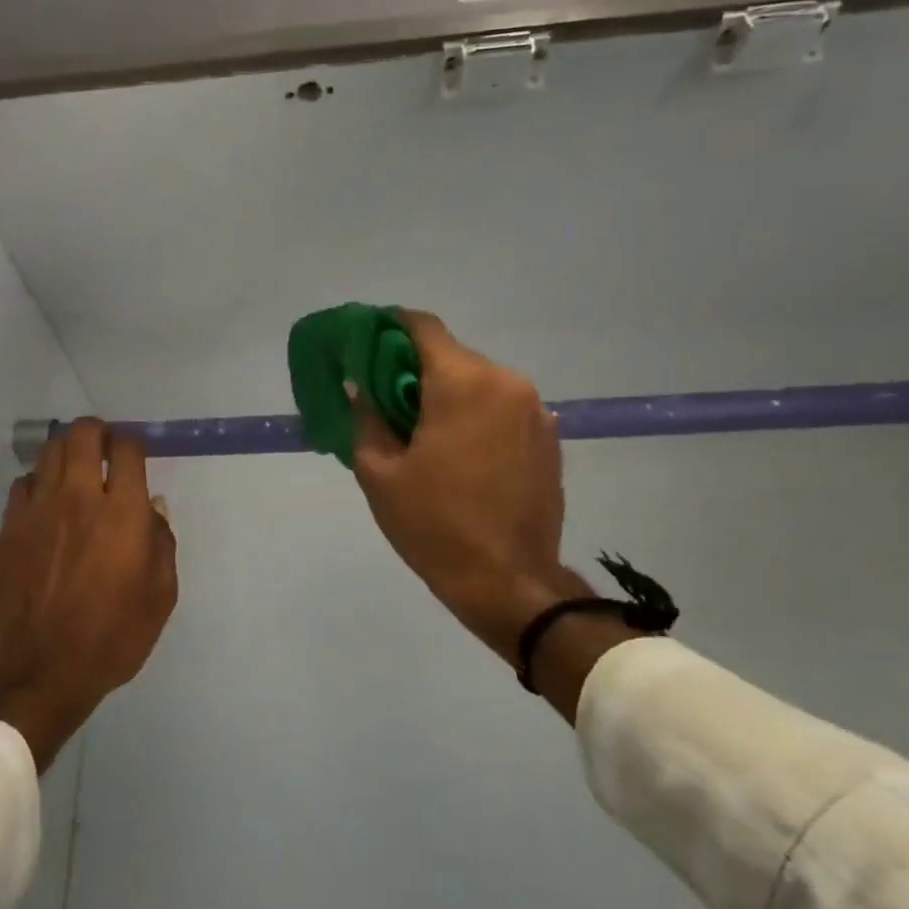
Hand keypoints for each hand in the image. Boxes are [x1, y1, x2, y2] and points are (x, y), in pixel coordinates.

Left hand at [0, 419, 177, 770]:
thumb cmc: (110, 639)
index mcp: (122, 513)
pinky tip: (48, 502)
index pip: (127, 449)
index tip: (135, 454)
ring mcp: (38, 509)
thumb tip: (153, 508)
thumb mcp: (160, 599)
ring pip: (50, 450)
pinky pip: (24, 482)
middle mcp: (79, 498)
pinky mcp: (9, 525)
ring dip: (67, 451)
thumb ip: (162, 545)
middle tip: (105, 450)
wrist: (38, 671)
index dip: (133, 443)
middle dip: (98, 432)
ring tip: (76, 471)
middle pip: (83, 434)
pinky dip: (40, 481)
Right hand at [352, 311, 587, 666]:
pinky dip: (475, 415)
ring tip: (422, 432)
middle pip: (451, 355)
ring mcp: (534, 410)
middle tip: (386, 400)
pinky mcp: (549, 437)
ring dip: (447, 394)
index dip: (389, 327)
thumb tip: (360, 387)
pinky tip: (458, 453)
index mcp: (463, 383)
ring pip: (478, 382)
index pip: (422, 326)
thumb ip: (366, 418)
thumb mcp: (380, 473)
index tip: (366, 344)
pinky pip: (502, 408)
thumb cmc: (435, 525)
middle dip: (415, 369)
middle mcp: (505, 382)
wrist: (509, 582)